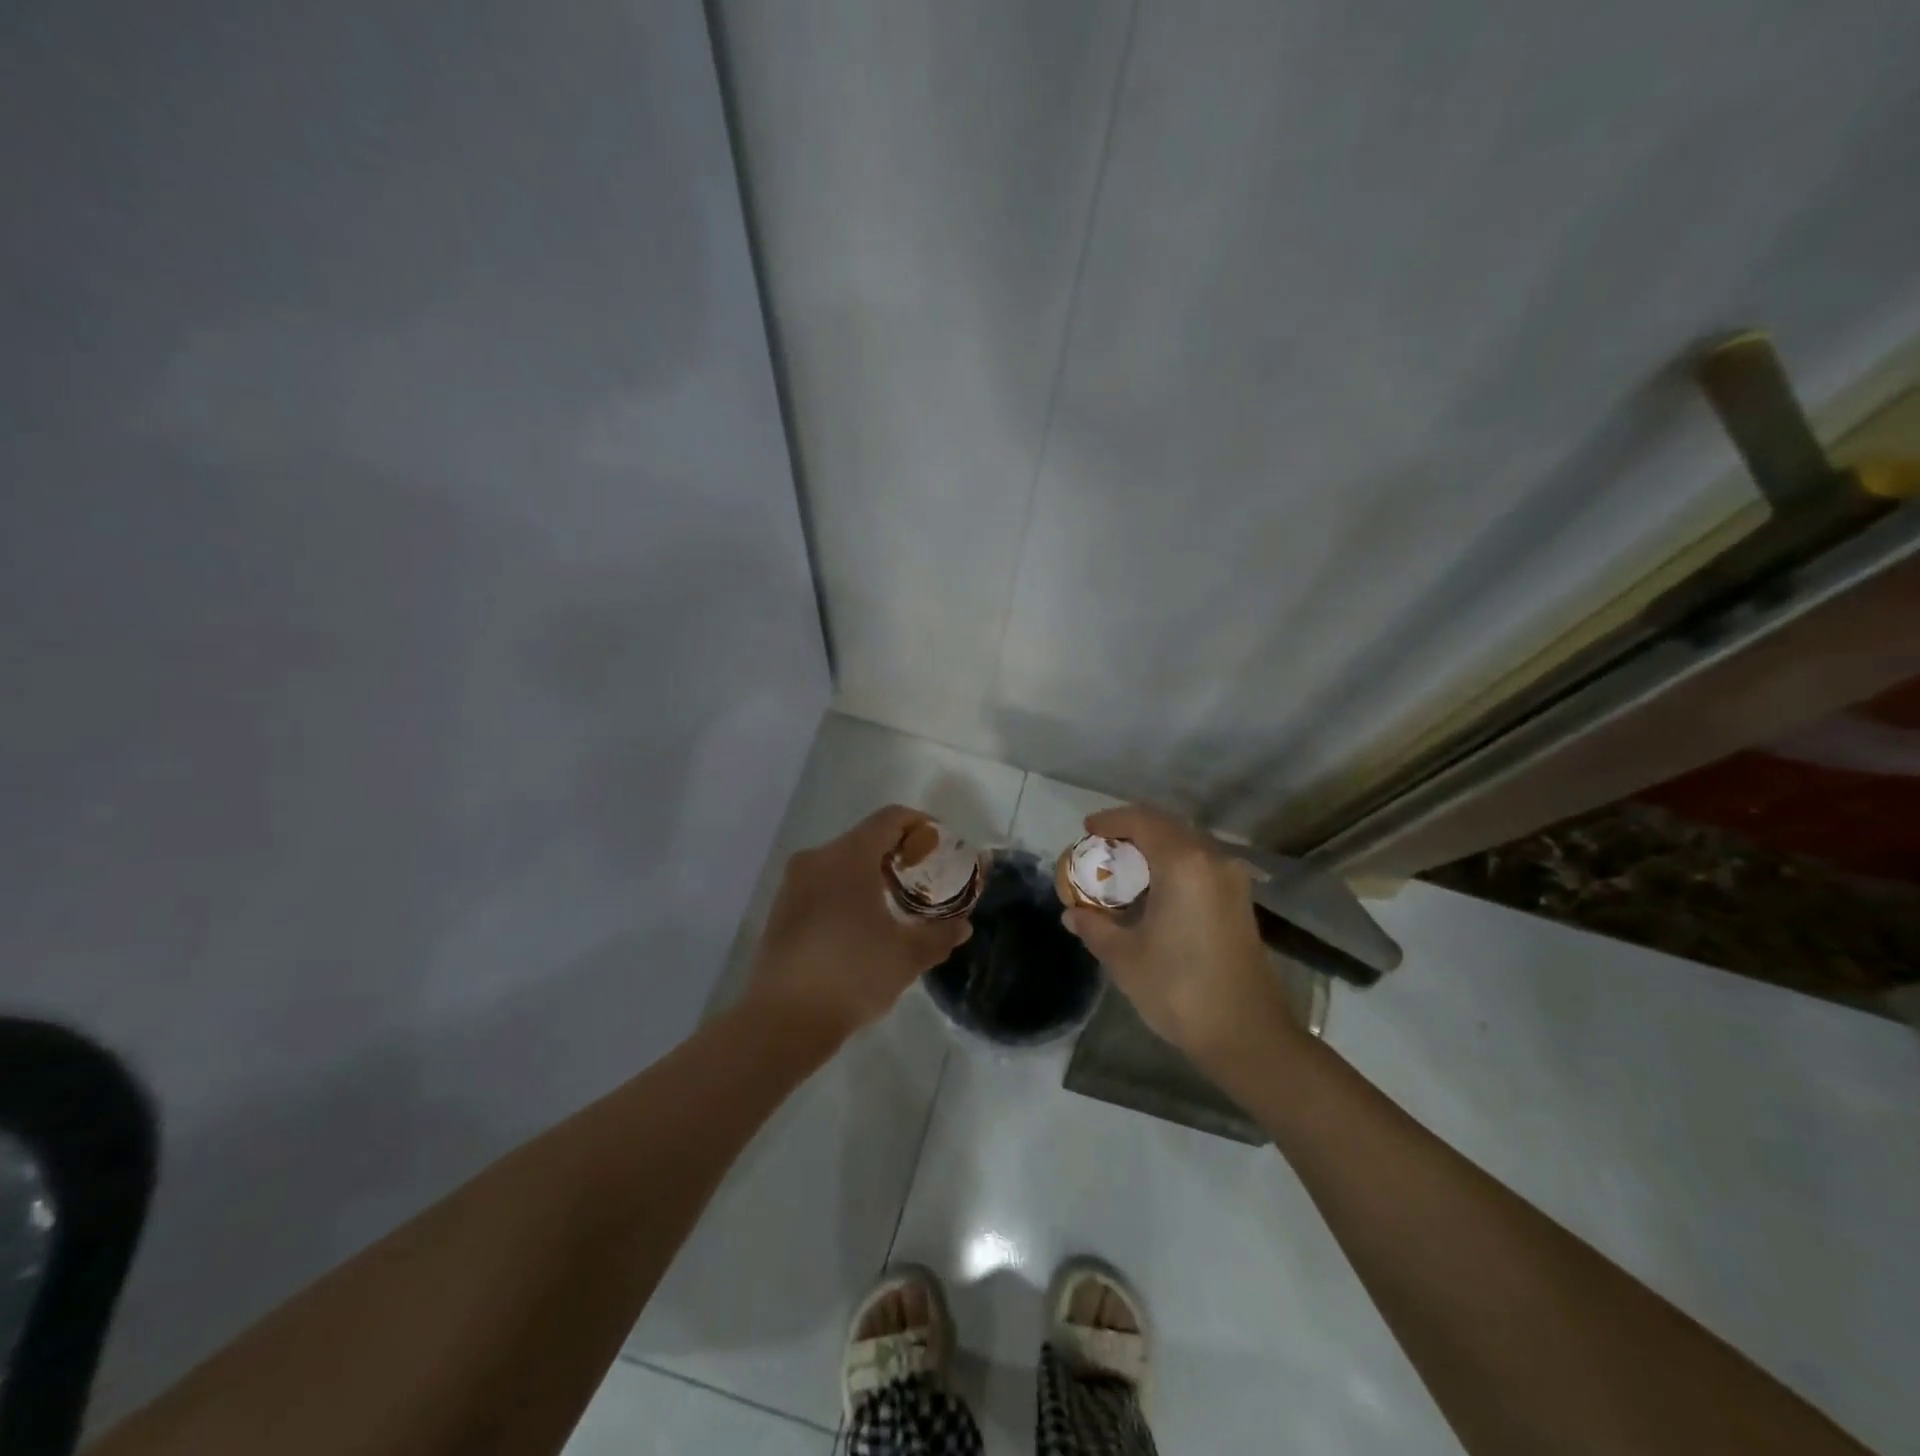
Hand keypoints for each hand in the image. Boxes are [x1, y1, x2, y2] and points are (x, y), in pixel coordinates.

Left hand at [747, 805, 972, 1036]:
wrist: (783, 1019)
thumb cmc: (853, 974)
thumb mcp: (908, 955)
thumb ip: (940, 934)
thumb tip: (963, 925)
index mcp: (849, 856)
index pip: (891, 818)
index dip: (921, 826)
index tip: (941, 848)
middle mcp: (817, 858)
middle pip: (866, 838)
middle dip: (899, 854)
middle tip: (925, 880)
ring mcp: (793, 883)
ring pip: (841, 863)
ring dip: (871, 875)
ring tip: (896, 906)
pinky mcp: (781, 909)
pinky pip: (822, 885)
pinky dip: (847, 892)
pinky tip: (862, 927)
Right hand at [1061, 805, 1296, 1061]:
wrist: (1247, 1034)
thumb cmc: (1179, 989)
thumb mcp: (1124, 958)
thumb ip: (1094, 926)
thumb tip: (1072, 914)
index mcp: (1183, 864)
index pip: (1142, 821)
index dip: (1111, 820)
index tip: (1087, 829)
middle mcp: (1212, 860)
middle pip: (1166, 827)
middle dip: (1131, 831)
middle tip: (1102, 847)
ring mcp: (1232, 880)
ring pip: (1186, 844)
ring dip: (1154, 847)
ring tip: (1124, 868)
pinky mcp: (1240, 901)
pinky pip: (1200, 865)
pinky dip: (1173, 864)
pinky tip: (1154, 890)